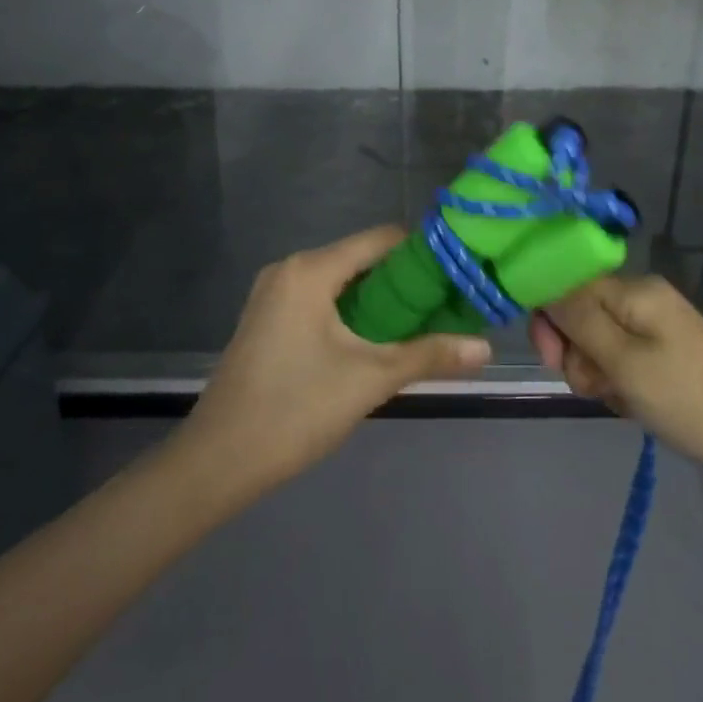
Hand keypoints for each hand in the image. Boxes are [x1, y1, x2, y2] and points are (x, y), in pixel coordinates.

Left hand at [182, 227, 492, 492]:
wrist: (217, 462)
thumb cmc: (295, 410)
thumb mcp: (370, 379)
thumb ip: (429, 355)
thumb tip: (486, 347)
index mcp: (310, 270)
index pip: (381, 239)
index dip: (424, 252)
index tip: (459, 273)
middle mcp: (289, 270)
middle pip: (362, 259)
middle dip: (406, 281)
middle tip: (448, 303)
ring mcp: (274, 295)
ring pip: (342, 282)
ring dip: (381, 300)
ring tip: (424, 323)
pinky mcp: (268, 320)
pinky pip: (322, 301)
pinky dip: (353, 313)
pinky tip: (378, 340)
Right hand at [530, 275, 702, 482]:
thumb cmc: (685, 398)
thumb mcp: (624, 362)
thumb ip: (578, 321)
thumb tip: (542, 285)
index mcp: (634, 290)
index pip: (568, 287)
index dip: (551, 321)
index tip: (553, 361)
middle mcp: (642, 298)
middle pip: (581, 316)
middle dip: (577, 354)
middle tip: (595, 388)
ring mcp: (655, 326)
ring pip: (598, 343)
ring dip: (597, 374)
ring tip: (620, 399)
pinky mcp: (663, 351)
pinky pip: (621, 359)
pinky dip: (618, 382)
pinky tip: (632, 404)